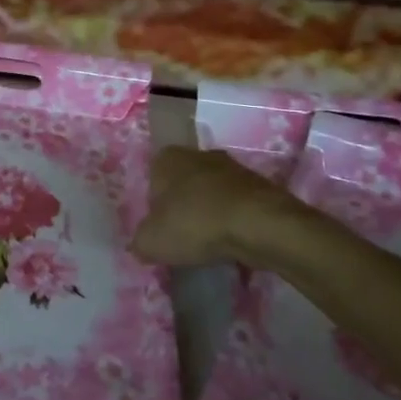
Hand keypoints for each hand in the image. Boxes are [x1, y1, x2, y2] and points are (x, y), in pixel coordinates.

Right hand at [134, 146, 342, 271]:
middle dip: (183, 207)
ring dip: (210, 214)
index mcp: (167, 158)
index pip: (152, 178)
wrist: (261, 225)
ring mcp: (233, 167)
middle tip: (183, 236)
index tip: (159, 228)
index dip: (153, 206)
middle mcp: (199, 154)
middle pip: (184, 183)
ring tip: (210, 243)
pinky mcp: (261, 185)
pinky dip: (234, 221)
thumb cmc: (195, 224)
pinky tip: (234, 242)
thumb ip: (139, 242)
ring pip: (212, 193)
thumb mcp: (151, 241)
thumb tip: (141, 245)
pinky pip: (238, 205)